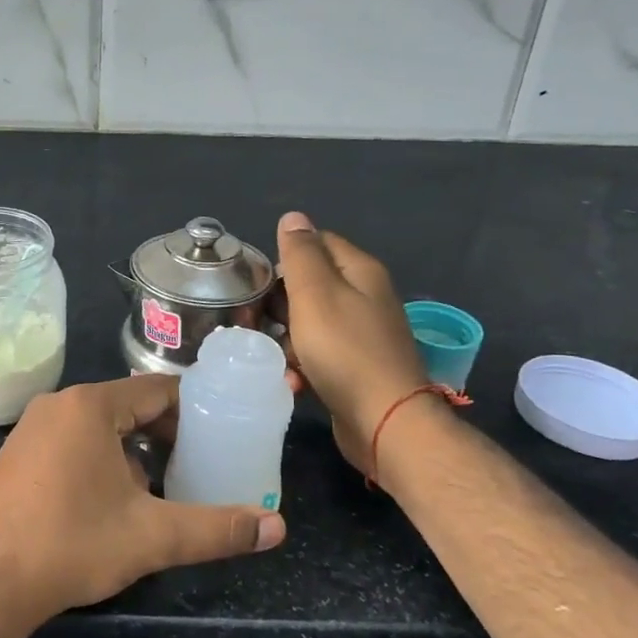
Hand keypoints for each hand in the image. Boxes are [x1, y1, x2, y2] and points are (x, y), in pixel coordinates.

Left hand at [0, 377, 285, 630]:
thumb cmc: (71, 545)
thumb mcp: (151, 536)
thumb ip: (216, 528)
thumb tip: (277, 528)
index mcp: (89, 406)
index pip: (155, 390)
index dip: (192, 408)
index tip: (220, 429)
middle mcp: (56, 405)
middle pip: (126, 406)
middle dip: (163, 433)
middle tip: (197, 462)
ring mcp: (29, 429)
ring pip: (96, 427)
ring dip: (131, 449)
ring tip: (160, 484)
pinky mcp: (13, 456)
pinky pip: (68, 442)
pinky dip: (97, 459)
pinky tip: (110, 500)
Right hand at [274, 211, 431, 474]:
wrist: (384, 421)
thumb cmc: (344, 350)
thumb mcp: (314, 294)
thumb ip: (300, 254)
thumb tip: (293, 216)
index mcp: (360, 271)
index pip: (318, 243)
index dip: (285, 257)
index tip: (257, 281)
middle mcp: (366, 297)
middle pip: (311, 285)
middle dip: (279, 303)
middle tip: (253, 320)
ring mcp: (363, 334)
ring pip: (310, 323)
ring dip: (286, 339)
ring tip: (269, 355)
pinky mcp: (356, 367)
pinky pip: (320, 355)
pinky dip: (302, 365)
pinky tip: (292, 381)